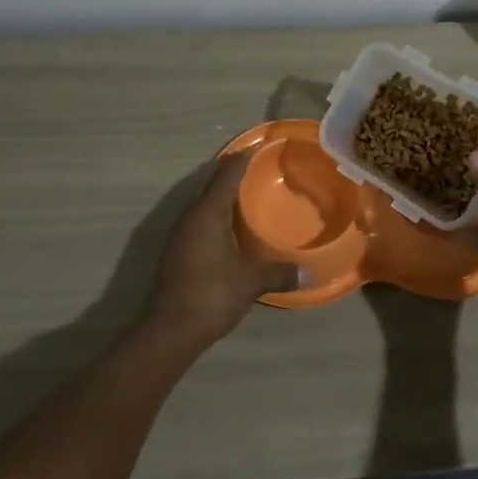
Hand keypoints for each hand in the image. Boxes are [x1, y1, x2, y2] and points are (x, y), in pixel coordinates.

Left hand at [144, 156, 295, 351]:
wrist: (169, 331)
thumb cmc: (211, 295)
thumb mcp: (250, 282)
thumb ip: (279, 273)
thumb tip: (309, 272)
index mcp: (207, 213)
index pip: (226, 176)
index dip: (241, 160)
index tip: (256, 147)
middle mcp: (190, 217)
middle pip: (211, 185)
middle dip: (231, 174)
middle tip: (257, 166)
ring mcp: (180, 234)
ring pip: (203, 204)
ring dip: (222, 195)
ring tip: (247, 193)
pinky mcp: (177, 251)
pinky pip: (199, 220)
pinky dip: (216, 215)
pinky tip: (231, 227)